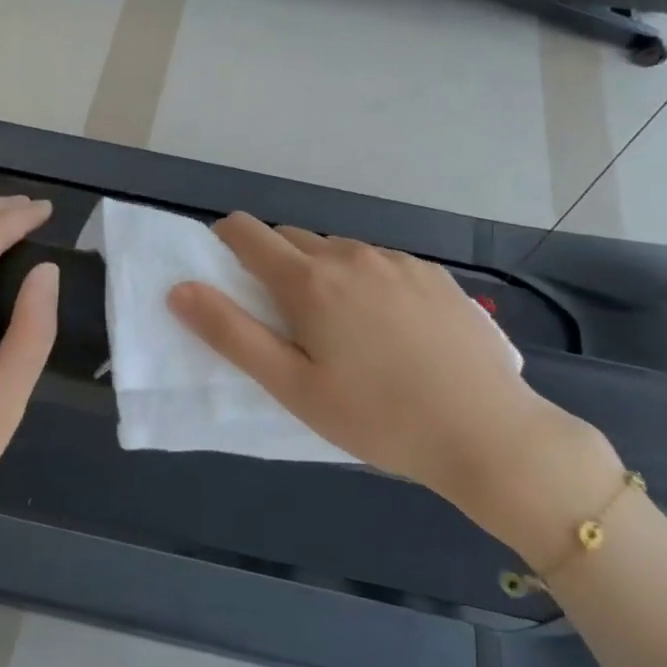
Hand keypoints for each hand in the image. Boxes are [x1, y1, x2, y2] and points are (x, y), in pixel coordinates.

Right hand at [168, 213, 622, 559]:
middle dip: (274, 264)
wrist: (486, 432)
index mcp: (310, 281)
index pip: (248, 233)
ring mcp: (398, 261)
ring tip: (340, 329)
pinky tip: (388, 328)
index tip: (224, 271)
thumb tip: (180, 289)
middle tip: (284, 319)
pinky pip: (381, 263)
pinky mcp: (434, 275)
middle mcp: (352, 255)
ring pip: (339, 251)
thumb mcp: (292, 387)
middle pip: (293, 239)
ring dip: (322, 273)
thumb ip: (231, 334)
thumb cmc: (376, 418)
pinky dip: (365, 280)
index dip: (225, 242)